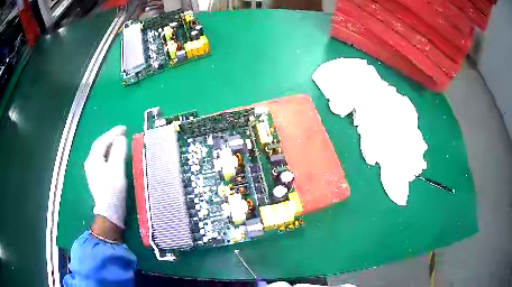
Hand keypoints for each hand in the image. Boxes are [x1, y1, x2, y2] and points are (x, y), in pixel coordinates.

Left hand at [84, 126, 127, 228]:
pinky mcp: (97, 178)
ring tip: (119, 142)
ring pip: (101, 153)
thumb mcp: (117, 169)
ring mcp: (92, 171)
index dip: (113, 133)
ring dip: (110, 145)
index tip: (124, 128)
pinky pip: (102, 160)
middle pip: (100, 146)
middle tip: (122, 133)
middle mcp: (90, 163)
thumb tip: (121, 139)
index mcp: (94, 159)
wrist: (109, 213)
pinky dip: (109, 154)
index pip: (102, 141)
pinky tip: (114, 156)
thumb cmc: (113, 191)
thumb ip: (118, 152)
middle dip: (111, 138)